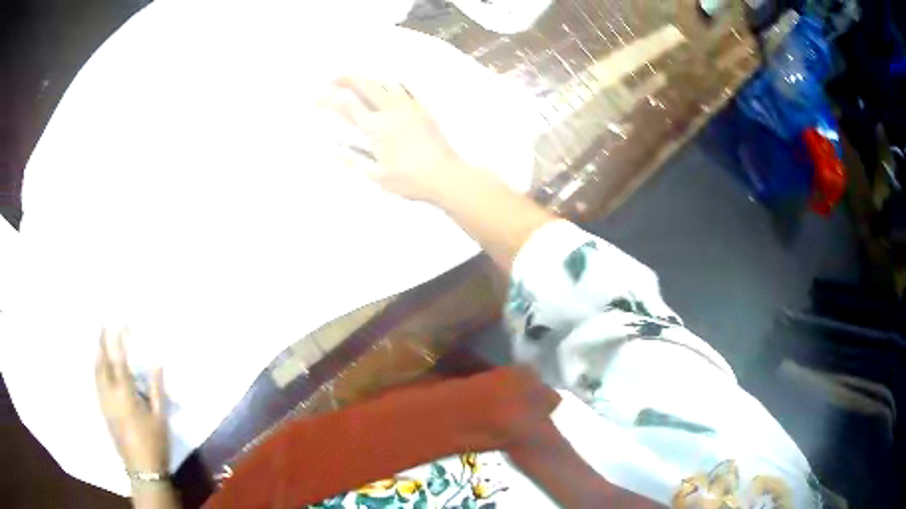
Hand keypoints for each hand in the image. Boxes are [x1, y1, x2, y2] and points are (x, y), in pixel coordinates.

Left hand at [95, 328, 168, 473]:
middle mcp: (110, 394)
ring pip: (96, 372)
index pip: (118, 360)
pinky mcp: (103, 411)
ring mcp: (104, 403)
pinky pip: (96, 383)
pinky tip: (99, 368)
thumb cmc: (154, 443)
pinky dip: (97, 370)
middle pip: (102, 362)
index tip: (118, 323)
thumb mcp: (160, 417)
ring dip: (97, 354)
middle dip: (102, 342)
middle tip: (102, 325)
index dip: (117, 340)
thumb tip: (157, 363)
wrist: (143, 470)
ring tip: (99, 342)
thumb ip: (157, 389)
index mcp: (125, 394)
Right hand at [321, 77, 475, 202]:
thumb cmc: (410, 180)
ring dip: (368, 78)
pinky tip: (387, 83)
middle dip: (347, 78)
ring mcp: (409, 107)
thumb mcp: (376, 177)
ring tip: (356, 80)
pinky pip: (406, 88)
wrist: (446, 176)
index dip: (330, 99)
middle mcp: (391, 111)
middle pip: (366, 85)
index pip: (348, 106)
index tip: (319, 98)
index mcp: (377, 128)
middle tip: (333, 78)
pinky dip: (391, 82)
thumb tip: (333, 150)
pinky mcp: (423, 109)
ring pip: (385, 82)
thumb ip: (353, 162)